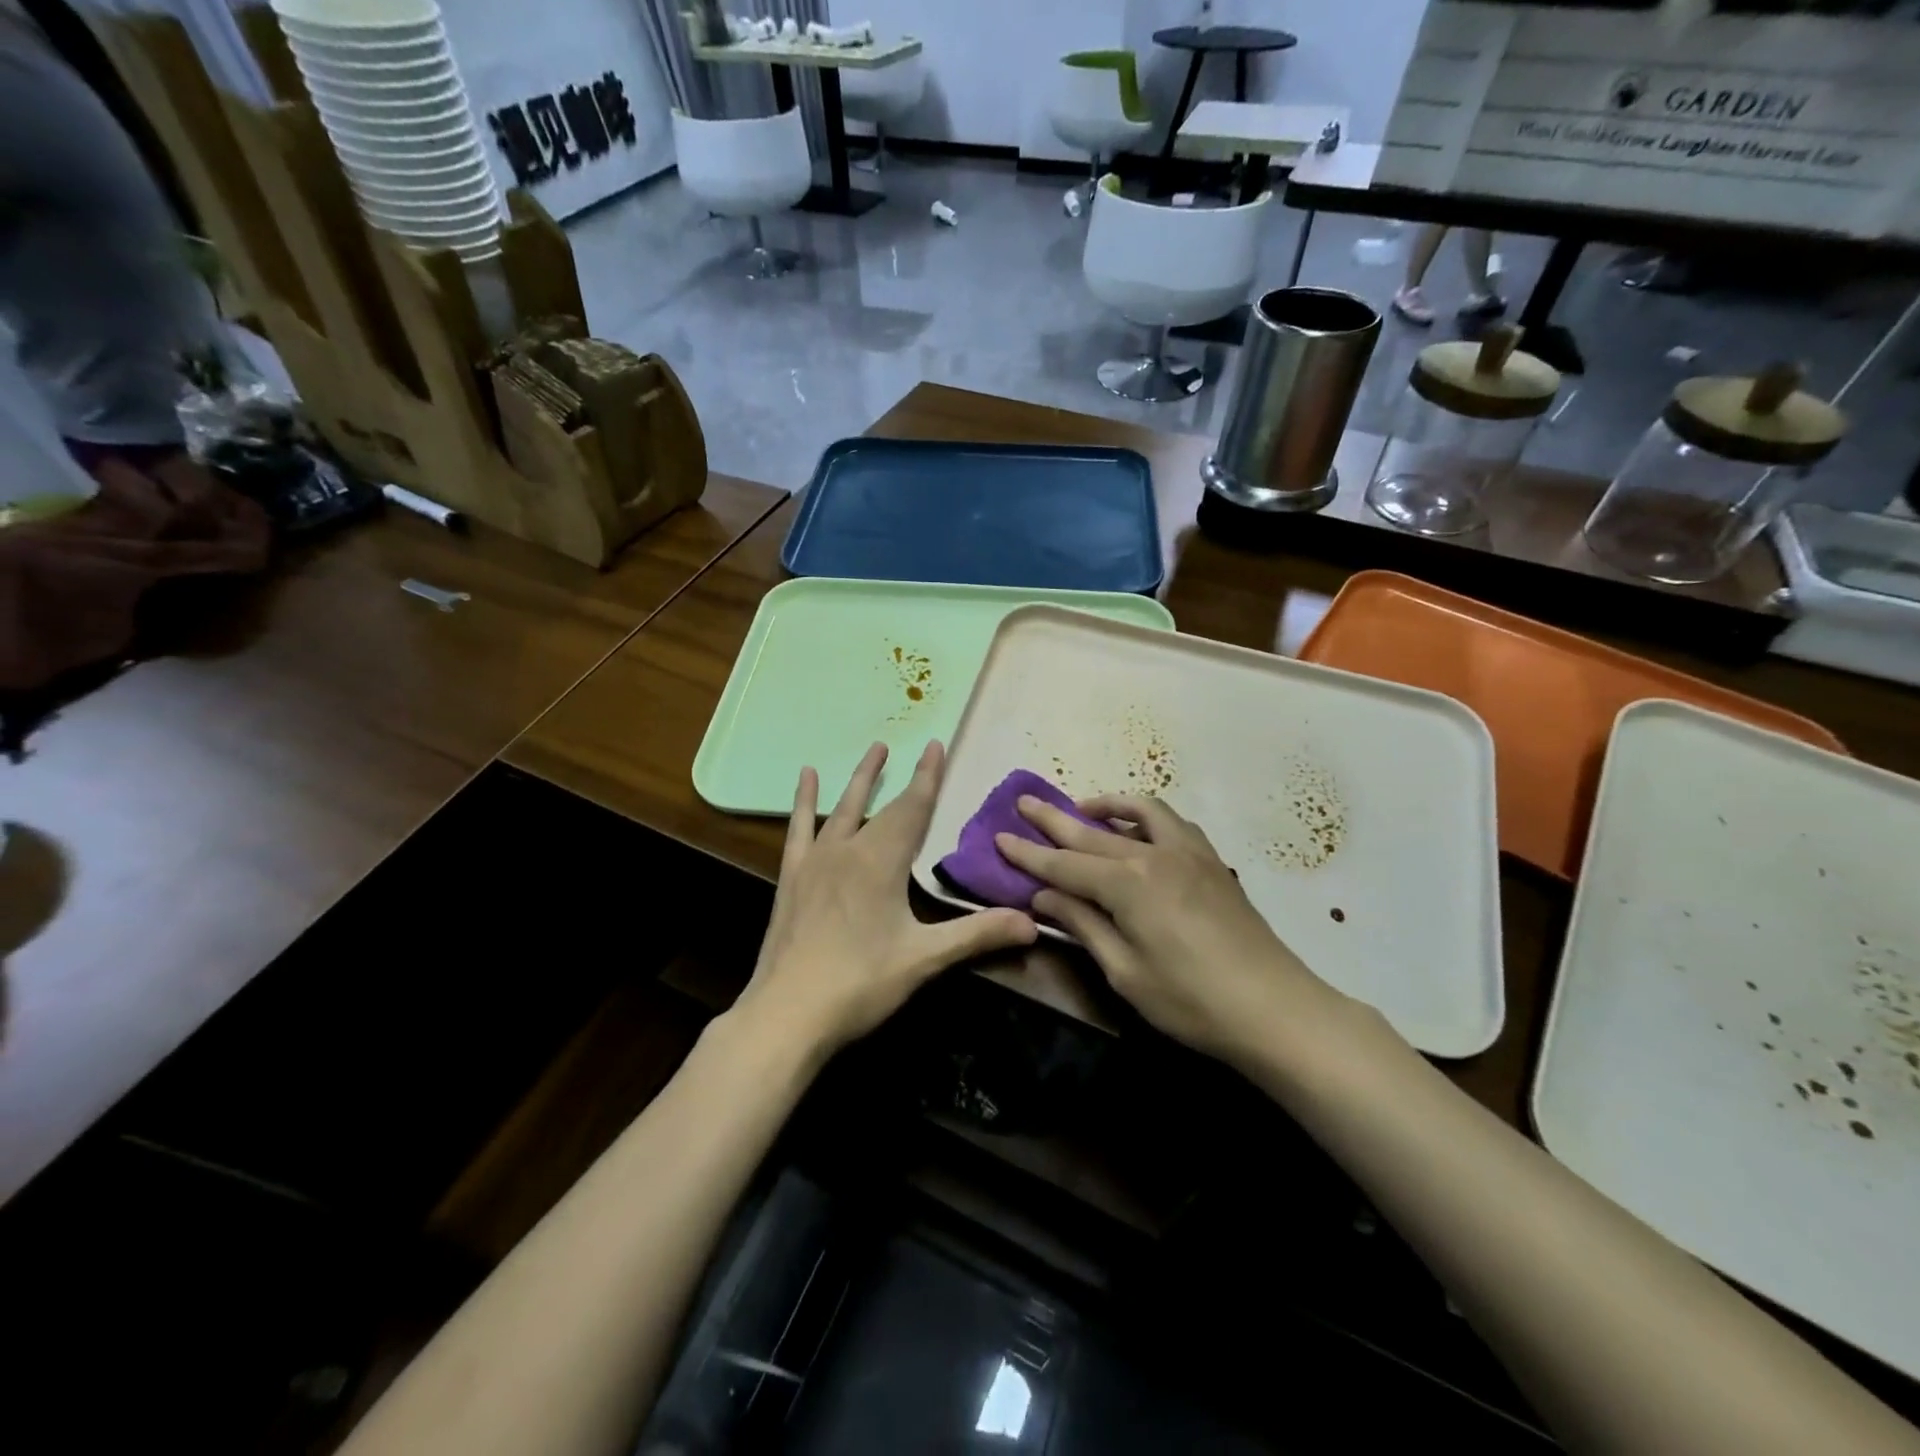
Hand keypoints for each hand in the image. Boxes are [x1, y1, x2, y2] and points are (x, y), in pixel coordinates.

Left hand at [734, 741, 1037, 1055]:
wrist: (788, 1012)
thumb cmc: (861, 982)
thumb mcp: (925, 958)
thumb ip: (978, 935)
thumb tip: (1033, 924)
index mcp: (882, 861)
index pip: (913, 808)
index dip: (928, 777)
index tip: (937, 745)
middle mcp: (848, 849)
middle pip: (881, 805)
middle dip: (898, 775)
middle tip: (907, 745)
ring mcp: (815, 861)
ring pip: (841, 808)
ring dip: (859, 779)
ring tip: (872, 749)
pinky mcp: (791, 877)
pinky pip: (799, 828)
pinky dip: (803, 801)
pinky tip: (806, 778)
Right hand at [994, 794, 1348, 1065]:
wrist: (1274, 1008)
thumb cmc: (1190, 1001)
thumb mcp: (1124, 971)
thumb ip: (1083, 925)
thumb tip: (1043, 897)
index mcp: (1128, 884)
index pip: (1063, 864)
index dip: (1029, 854)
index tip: (999, 836)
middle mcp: (1155, 854)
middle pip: (1091, 832)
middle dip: (1053, 818)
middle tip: (1023, 803)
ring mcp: (1188, 852)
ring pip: (1138, 812)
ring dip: (1105, 807)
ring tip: (1082, 810)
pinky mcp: (1211, 861)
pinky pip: (1170, 822)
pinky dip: (1144, 817)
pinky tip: (1138, 832)